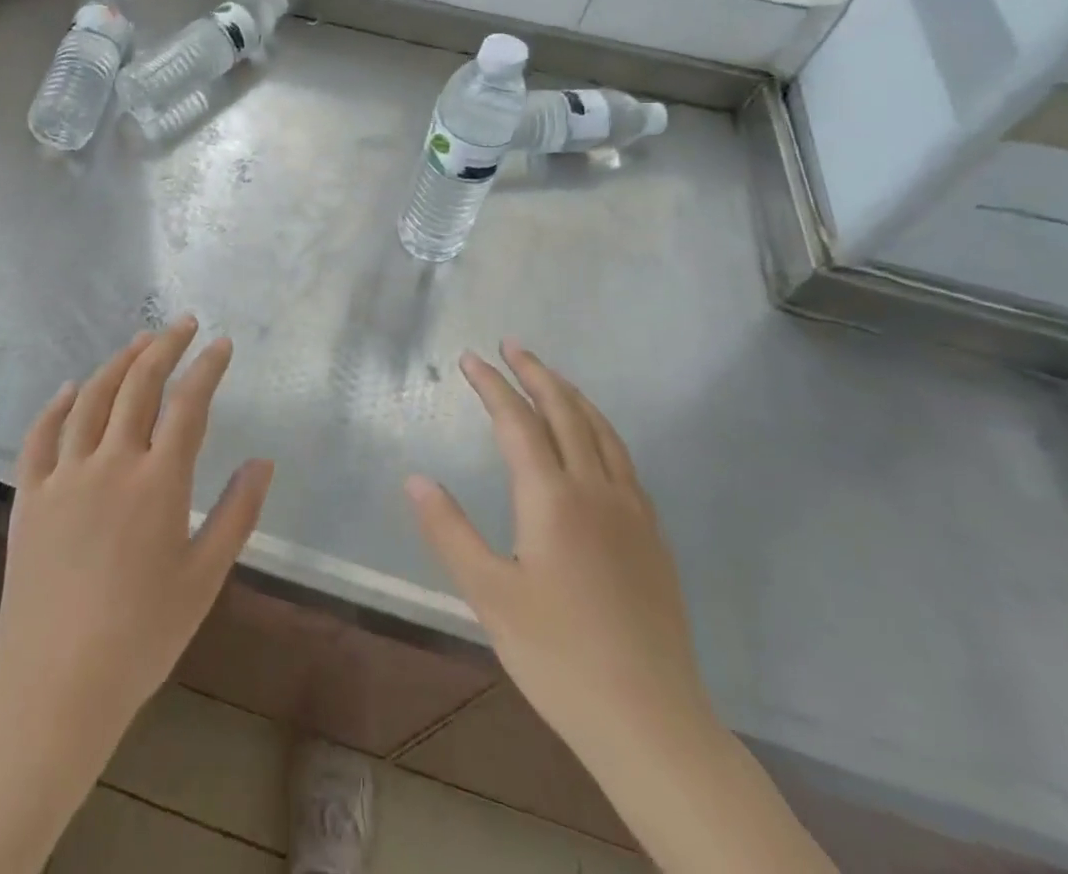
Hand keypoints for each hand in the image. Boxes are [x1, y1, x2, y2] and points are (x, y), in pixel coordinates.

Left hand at [0, 318, 273, 873]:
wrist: (55, 687)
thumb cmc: (142, 636)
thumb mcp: (205, 578)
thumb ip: (236, 513)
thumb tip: (262, 460)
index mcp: (158, 482)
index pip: (188, 404)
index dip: (207, 367)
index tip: (221, 343)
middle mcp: (110, 463)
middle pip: (139, 385)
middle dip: (165, 347)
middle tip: (183, 324)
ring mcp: (64, 476)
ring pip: (92, 398)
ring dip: (118, 362)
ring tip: (139, 342)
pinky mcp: (31, 495)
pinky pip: (41, 435)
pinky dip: (58, 404)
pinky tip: (72, 387)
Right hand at [406, 341, 713, 766]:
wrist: (652, 722)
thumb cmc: (559, 657)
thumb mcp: (489, 596)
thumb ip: (449, 531)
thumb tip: (416, 478)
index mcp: (552, 498)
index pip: (517, 421)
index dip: (491, 385)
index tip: (469, 358)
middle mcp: (595, 490)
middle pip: (564, 411)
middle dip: (535, 372)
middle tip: (511, 345)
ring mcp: (631, 511)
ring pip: (601, 430)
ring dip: (571, 394)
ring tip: (549, 375)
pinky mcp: (652, 535)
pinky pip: (623, 458)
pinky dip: (600, 428)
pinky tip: (594, 439)